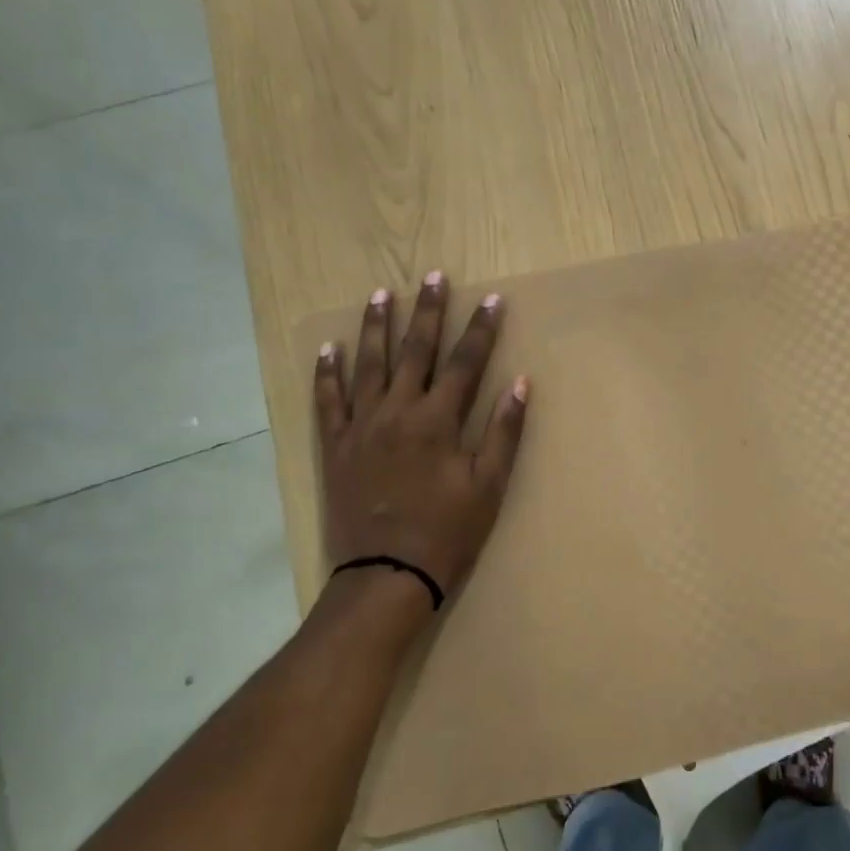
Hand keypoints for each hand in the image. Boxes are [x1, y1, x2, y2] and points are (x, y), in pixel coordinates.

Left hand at [313, 273, 527, 611]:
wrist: (386, 574)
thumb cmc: (447, 532)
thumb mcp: (488, 486)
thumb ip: (504, 432)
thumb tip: (521, 383)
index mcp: (438, 421)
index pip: (466, 363)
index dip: (481, 329)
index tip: (492, 299)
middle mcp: (397, 412)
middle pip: (415, 351)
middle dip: (428, 312)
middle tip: (433, 276)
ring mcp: (361, 427)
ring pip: (368, 365)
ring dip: (376, 327)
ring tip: (381, 293)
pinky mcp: (337, 446)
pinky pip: (328, 401)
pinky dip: (328, 373)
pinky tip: (329, 348)